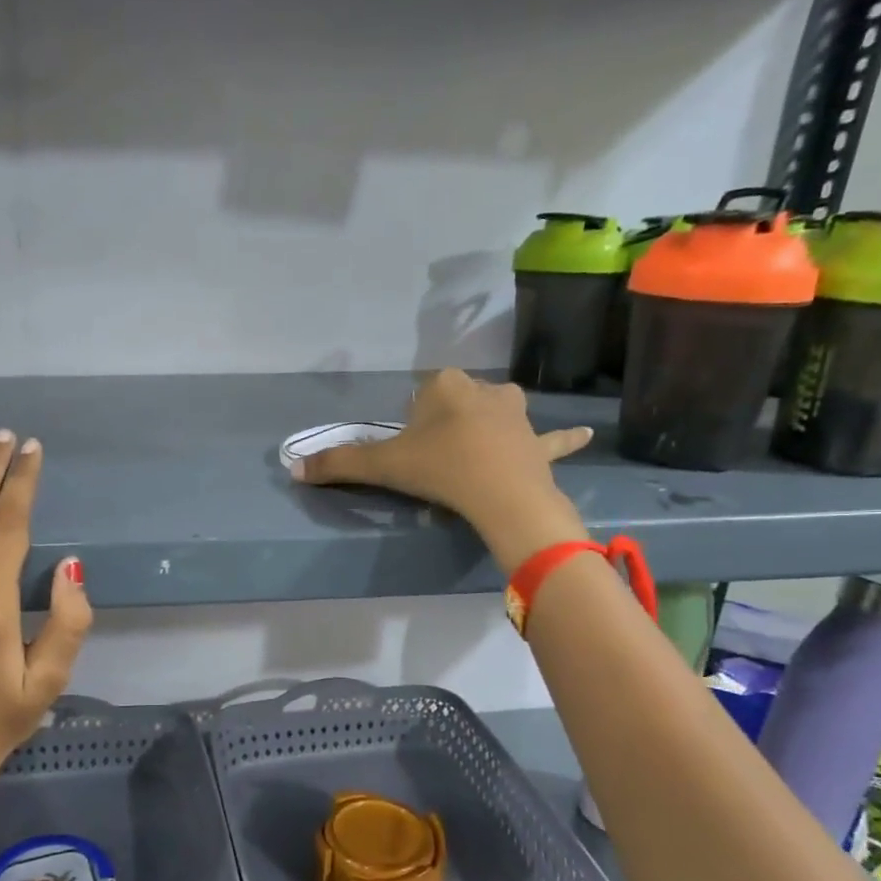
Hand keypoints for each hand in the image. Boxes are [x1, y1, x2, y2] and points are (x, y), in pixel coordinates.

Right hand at [292, 369, 591, 573]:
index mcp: (445, 386)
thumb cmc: (440, 470)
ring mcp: (517, 414)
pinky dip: (564, 438)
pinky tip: (586, 434)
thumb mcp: (383, 467)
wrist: (500, 495)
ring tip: (477, 452)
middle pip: (456, 401)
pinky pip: (554, 438)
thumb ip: (337, 464)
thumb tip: (293, 468)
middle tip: (435, 460)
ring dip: (489, 424)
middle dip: (446, 423)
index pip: (420, 395)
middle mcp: (483, 389)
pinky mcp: (540, 442)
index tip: (410, 453)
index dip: (411, 424)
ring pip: (498, 411)